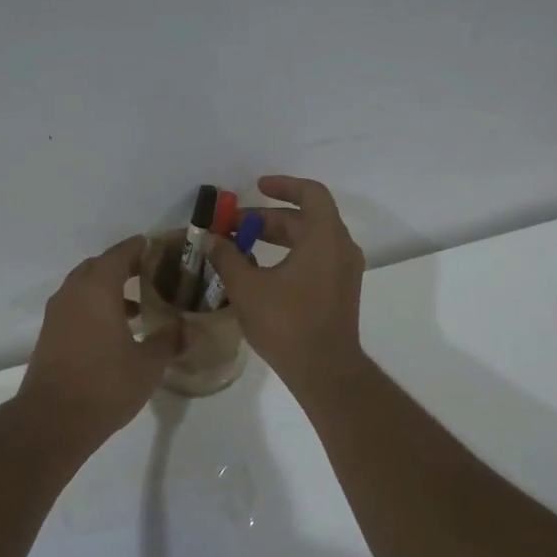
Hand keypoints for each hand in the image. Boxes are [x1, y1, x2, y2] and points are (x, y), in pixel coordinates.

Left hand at [17, 237, 180, 447]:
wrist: (52, 420)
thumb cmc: (105, 385)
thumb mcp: (148, 364)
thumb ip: (169, 340)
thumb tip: (188, 327)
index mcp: (97, 289)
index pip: (120, 254)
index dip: (140, 247)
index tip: (160, 247)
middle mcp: (73, 293)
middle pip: (99, 266)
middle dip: (124, 266)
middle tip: (152, 274)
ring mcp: (57, 314)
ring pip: (85, 287)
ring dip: (109, 288)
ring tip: (139, 305)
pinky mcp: (50, 334)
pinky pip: (76, 306)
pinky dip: (96, 306)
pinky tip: (117, 329)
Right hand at [201, 175, 366, 392]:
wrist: (324, 370)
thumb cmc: (287, 323)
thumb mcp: (247, 288)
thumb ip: (227, 257)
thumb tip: (211, 239)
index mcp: (325, 237)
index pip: (310, 193)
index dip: (282, 186)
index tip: (256, 188)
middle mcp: (341, 248)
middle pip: (306, 218)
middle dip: (268, 219)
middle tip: (234, 227)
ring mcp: (344, 271)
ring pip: (310, 240)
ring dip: (278, 238)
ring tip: (242, 247)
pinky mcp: (341, 291)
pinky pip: (316, 259)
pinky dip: (291, 255)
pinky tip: (262, 272)